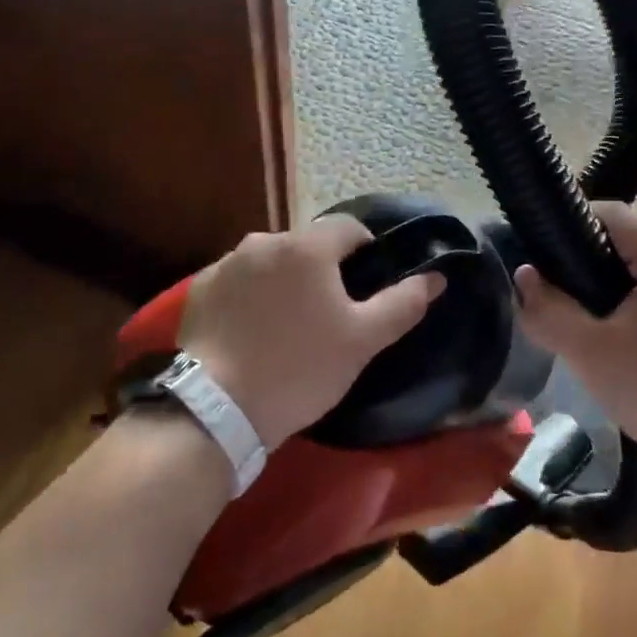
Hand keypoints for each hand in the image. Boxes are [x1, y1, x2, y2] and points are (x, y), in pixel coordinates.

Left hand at [178, 216, 445, 449]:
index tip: (366, 286)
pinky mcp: (200, 287)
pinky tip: (250, 331)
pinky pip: (238, 280)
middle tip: (327, 313)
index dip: (365, 250)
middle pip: (307, 244)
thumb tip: (436, 277)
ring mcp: (227, 262)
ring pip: (270, 261)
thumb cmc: (298, 369)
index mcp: (307, 247)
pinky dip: (250, 295)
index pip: (348, 227)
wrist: (215, 409)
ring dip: (284, 280)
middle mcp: (265, 241)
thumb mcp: (361, 342)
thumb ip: (403, 303)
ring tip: (286, 324)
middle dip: (321, 269)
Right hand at [515, 201, 636, 469]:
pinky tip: (626, 338)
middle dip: (590, 259)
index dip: (573, 224)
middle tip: (560, 291)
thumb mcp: (590, 354)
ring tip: (587, 316)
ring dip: (615, 284)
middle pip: (631, 241)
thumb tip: (524, 276)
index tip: (545, 252)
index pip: (614, 214)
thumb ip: (550, 311)